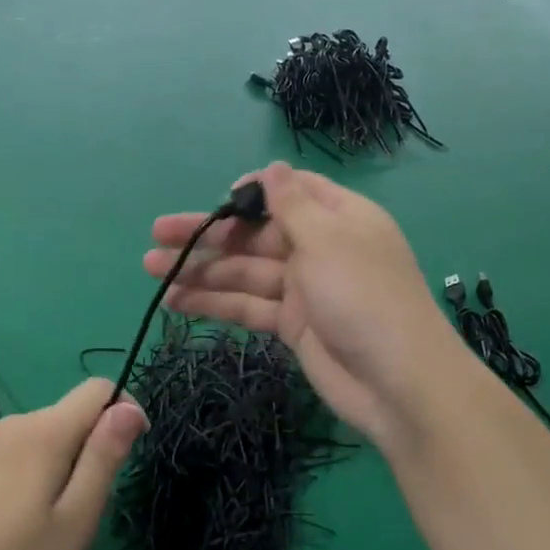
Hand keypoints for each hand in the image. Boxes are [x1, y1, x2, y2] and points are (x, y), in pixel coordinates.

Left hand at [0, 380, 147, 549]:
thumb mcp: (75, 519)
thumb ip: (104, 458)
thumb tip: (130, 406)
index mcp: (44, 432)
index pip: (98, 389)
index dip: (123, 412)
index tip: (126, 458)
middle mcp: (13, 423)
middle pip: (70, 414)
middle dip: (89, 448)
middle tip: (80, 510)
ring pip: (42, 434)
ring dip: (59, 462)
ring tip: (45, 521)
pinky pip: (15, 449)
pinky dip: (30, 470)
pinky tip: (13, 518)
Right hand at [144, 162, 460, 449]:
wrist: (397, 383)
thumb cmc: (363, 296)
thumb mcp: (328, 239)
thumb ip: (292, 205)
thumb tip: (272, 167)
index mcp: (338, 218)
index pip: (291, 192)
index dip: (253, 192)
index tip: (219, 198)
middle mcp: (319, 248)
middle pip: (256, 235)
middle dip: (209, 235)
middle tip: (157, 235)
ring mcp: (304, 289)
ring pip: (244, 272)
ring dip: (201, 271)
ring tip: (151, 270)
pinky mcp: (292, 326)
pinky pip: (248, 306)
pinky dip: (215, 303)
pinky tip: (176, 301)